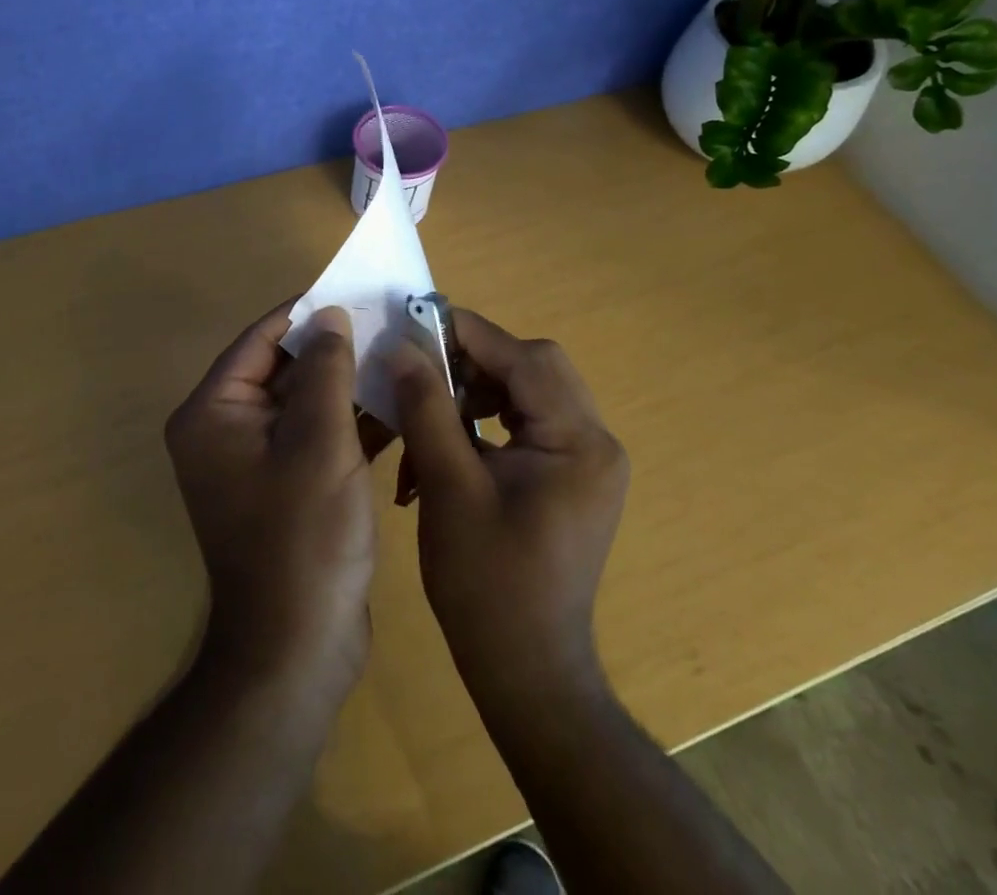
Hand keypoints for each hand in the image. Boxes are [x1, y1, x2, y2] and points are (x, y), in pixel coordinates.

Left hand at [165, 304, 375, 699]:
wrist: (297, 652)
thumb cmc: (303, 539)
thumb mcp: (319, 442)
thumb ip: (324, 369)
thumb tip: (329, 315)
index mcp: (214, 413)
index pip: (261, 339)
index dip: (308, 312)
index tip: (356, 291)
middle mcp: (224, 430)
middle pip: (281, 368)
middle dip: (333, 348)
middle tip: (387, 322)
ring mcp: (253, 461)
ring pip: (303, 401)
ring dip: (346, 383)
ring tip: (398, 356)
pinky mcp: (283, 485)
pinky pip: (314, 435)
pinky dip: (348, 421)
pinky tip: (396, 406)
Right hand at [387, 311, 628, 692]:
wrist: (527, 673)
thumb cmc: (488, 586)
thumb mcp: (449, 489)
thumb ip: (428, 409)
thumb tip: (402, 347)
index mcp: (579, 443)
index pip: (526, 359)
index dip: (469, 334)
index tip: (416, 322)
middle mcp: (595, 442)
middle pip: (533, 369)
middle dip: (473, 364)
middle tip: (422, 372)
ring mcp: (586, 460)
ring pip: (527, 392)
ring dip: (474, 394)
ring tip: (428, 416)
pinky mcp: (570, 476)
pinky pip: (526, 423)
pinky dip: (484, 424)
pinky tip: (446, 447)